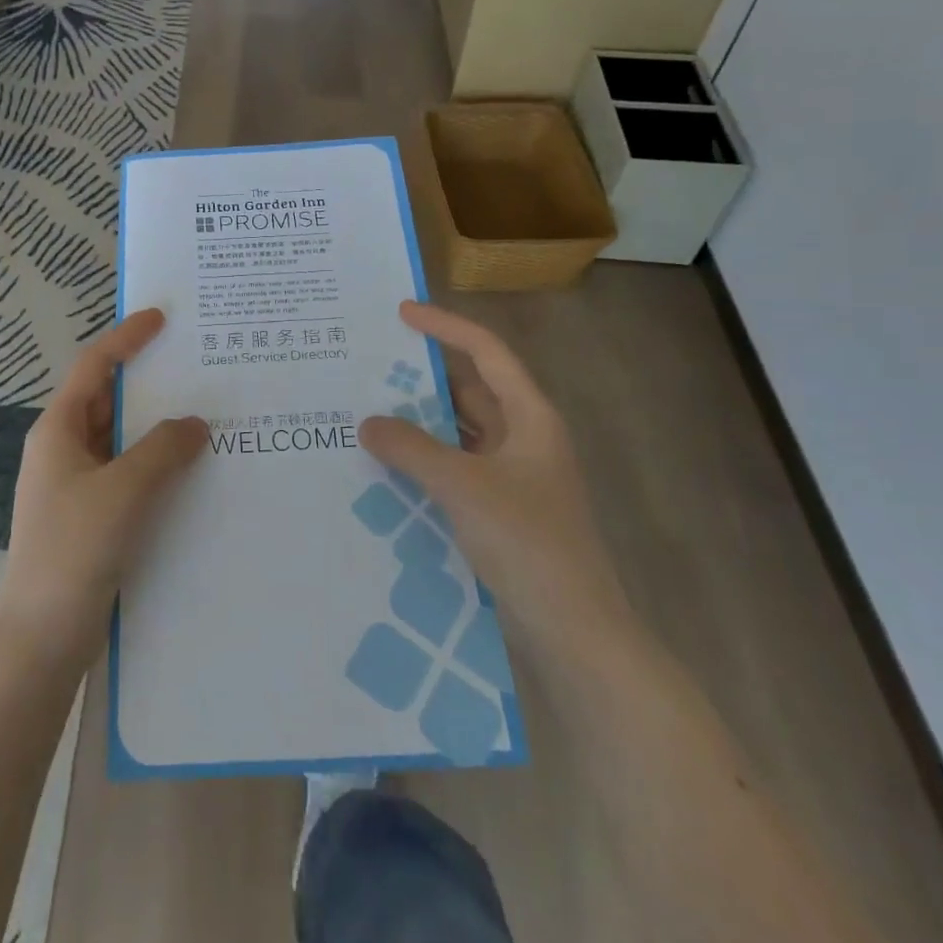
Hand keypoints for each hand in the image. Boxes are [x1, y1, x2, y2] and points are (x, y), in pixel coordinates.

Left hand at [0, 309, 206, 666]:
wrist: (39, 638)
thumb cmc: (74, 550)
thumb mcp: (124, 491)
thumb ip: (163, 450)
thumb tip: (195, 423)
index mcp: (58, 430)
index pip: (93, 367)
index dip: (126, 338)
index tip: (161, 317)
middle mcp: (63, 450)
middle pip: (107, 400)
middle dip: (148, 382)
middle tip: (196, 367)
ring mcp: (74, 486)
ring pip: (119, 440)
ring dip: (155, 428)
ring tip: (204, 415)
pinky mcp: (89, 517)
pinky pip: (126, 474)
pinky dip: (154, 465)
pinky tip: (189, 473)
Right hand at [359, 301, 629, 648]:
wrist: (574, 630)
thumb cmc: (527, 541)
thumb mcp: (462, 486)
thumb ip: (411, 448)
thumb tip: (367, 422)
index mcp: (530, 417)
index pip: (486, 352)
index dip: (445, 326)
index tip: (401, 313)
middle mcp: (524, 438)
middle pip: (471, 390)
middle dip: (424, 377)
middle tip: (371, 366)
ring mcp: (514, 475)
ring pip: (460, 431)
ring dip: (421, 422)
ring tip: (369, 411)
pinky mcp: (501, 508)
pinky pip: (456, 467)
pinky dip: (426, 460)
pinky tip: (389, 465)